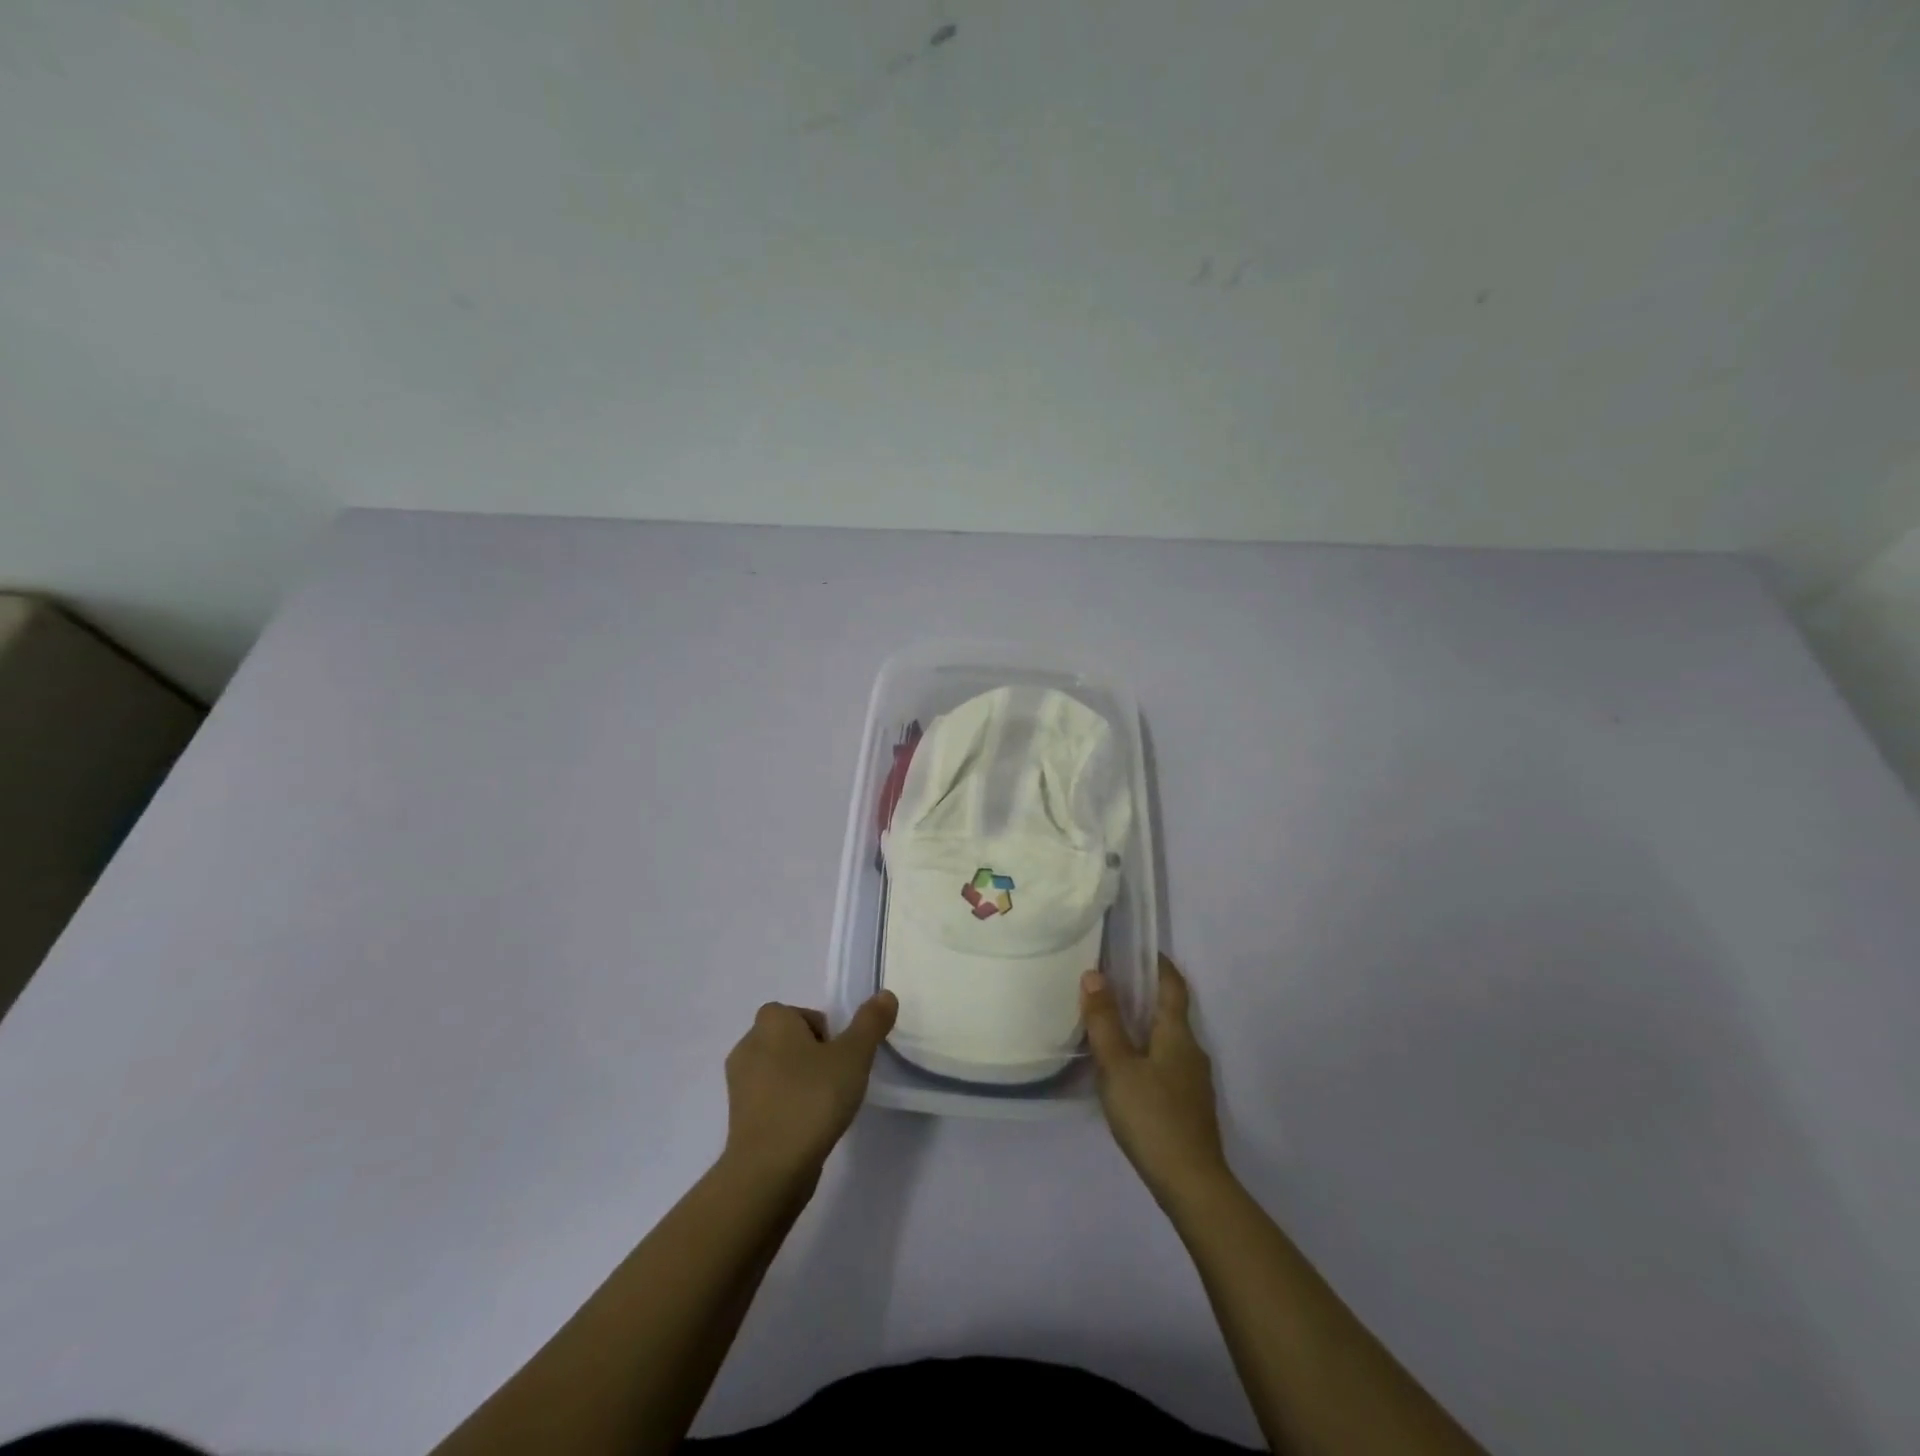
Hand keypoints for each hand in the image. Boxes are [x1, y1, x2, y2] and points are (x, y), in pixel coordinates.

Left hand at [721, 991, 897, 1190]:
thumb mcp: (853, 1056)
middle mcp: (748, 1044)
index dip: (825, 1032)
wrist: (769, 1170)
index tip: (840, 1058)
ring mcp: (738, 1083)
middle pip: (790, 1040)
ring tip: (824, 1107)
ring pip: (779, 1070)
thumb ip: (870, 1023)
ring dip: (800, 1082)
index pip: (802, 1013)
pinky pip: (769, 1099)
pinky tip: (806, 1128)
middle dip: (813, 1056)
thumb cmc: (811, 1100)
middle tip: (836, 1081)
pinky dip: (787, 1106)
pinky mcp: (738, 1118)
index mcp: (771, 1022)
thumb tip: (885, 994)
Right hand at [1082, 956, 1228, 1205]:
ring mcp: (1193, 1080)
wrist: (1192, 1184)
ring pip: (1167, 1039)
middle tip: (1109, 983)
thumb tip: (1095, 975)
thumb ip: (1105, 1022)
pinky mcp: (1189, 1104)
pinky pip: (1166, 1062)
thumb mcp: (1118, 1066)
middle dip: (1144, 994)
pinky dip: (1146, 1051)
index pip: (1173, 985)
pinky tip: (1125, 1068)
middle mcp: (1192, 1050)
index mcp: (1177, 1033)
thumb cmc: (1152, 1117)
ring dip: (1143, 1025)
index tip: (1137, 948)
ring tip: (1110, 1023)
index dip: (1158, 963)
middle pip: (1170, 1011)